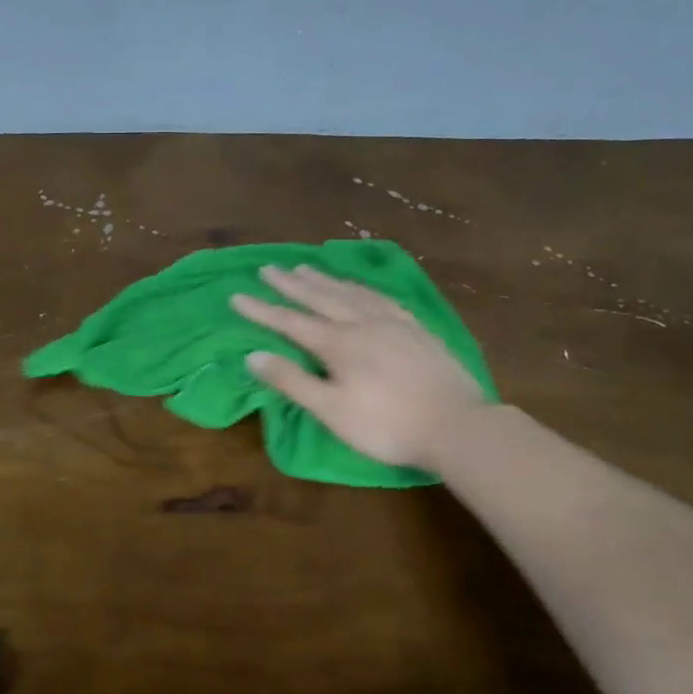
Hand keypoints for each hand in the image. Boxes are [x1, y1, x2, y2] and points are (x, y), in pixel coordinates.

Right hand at [231, 264, 488, 471]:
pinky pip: (381, 297)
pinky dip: (361, 287)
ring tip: (305, 268)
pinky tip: (359, 287)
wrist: (456, 425)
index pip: (290, 321)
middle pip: (320, 297)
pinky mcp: (417, 328)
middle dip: (290, 284)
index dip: (261, 309)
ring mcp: (394, 322)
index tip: (236, 295)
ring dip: (324, 279)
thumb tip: (253, 356)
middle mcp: (362, 323)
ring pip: (351, 292)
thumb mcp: (331, 410)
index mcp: (338, 344)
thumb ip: (292, 381)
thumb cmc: (386, 425)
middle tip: (268, 268)